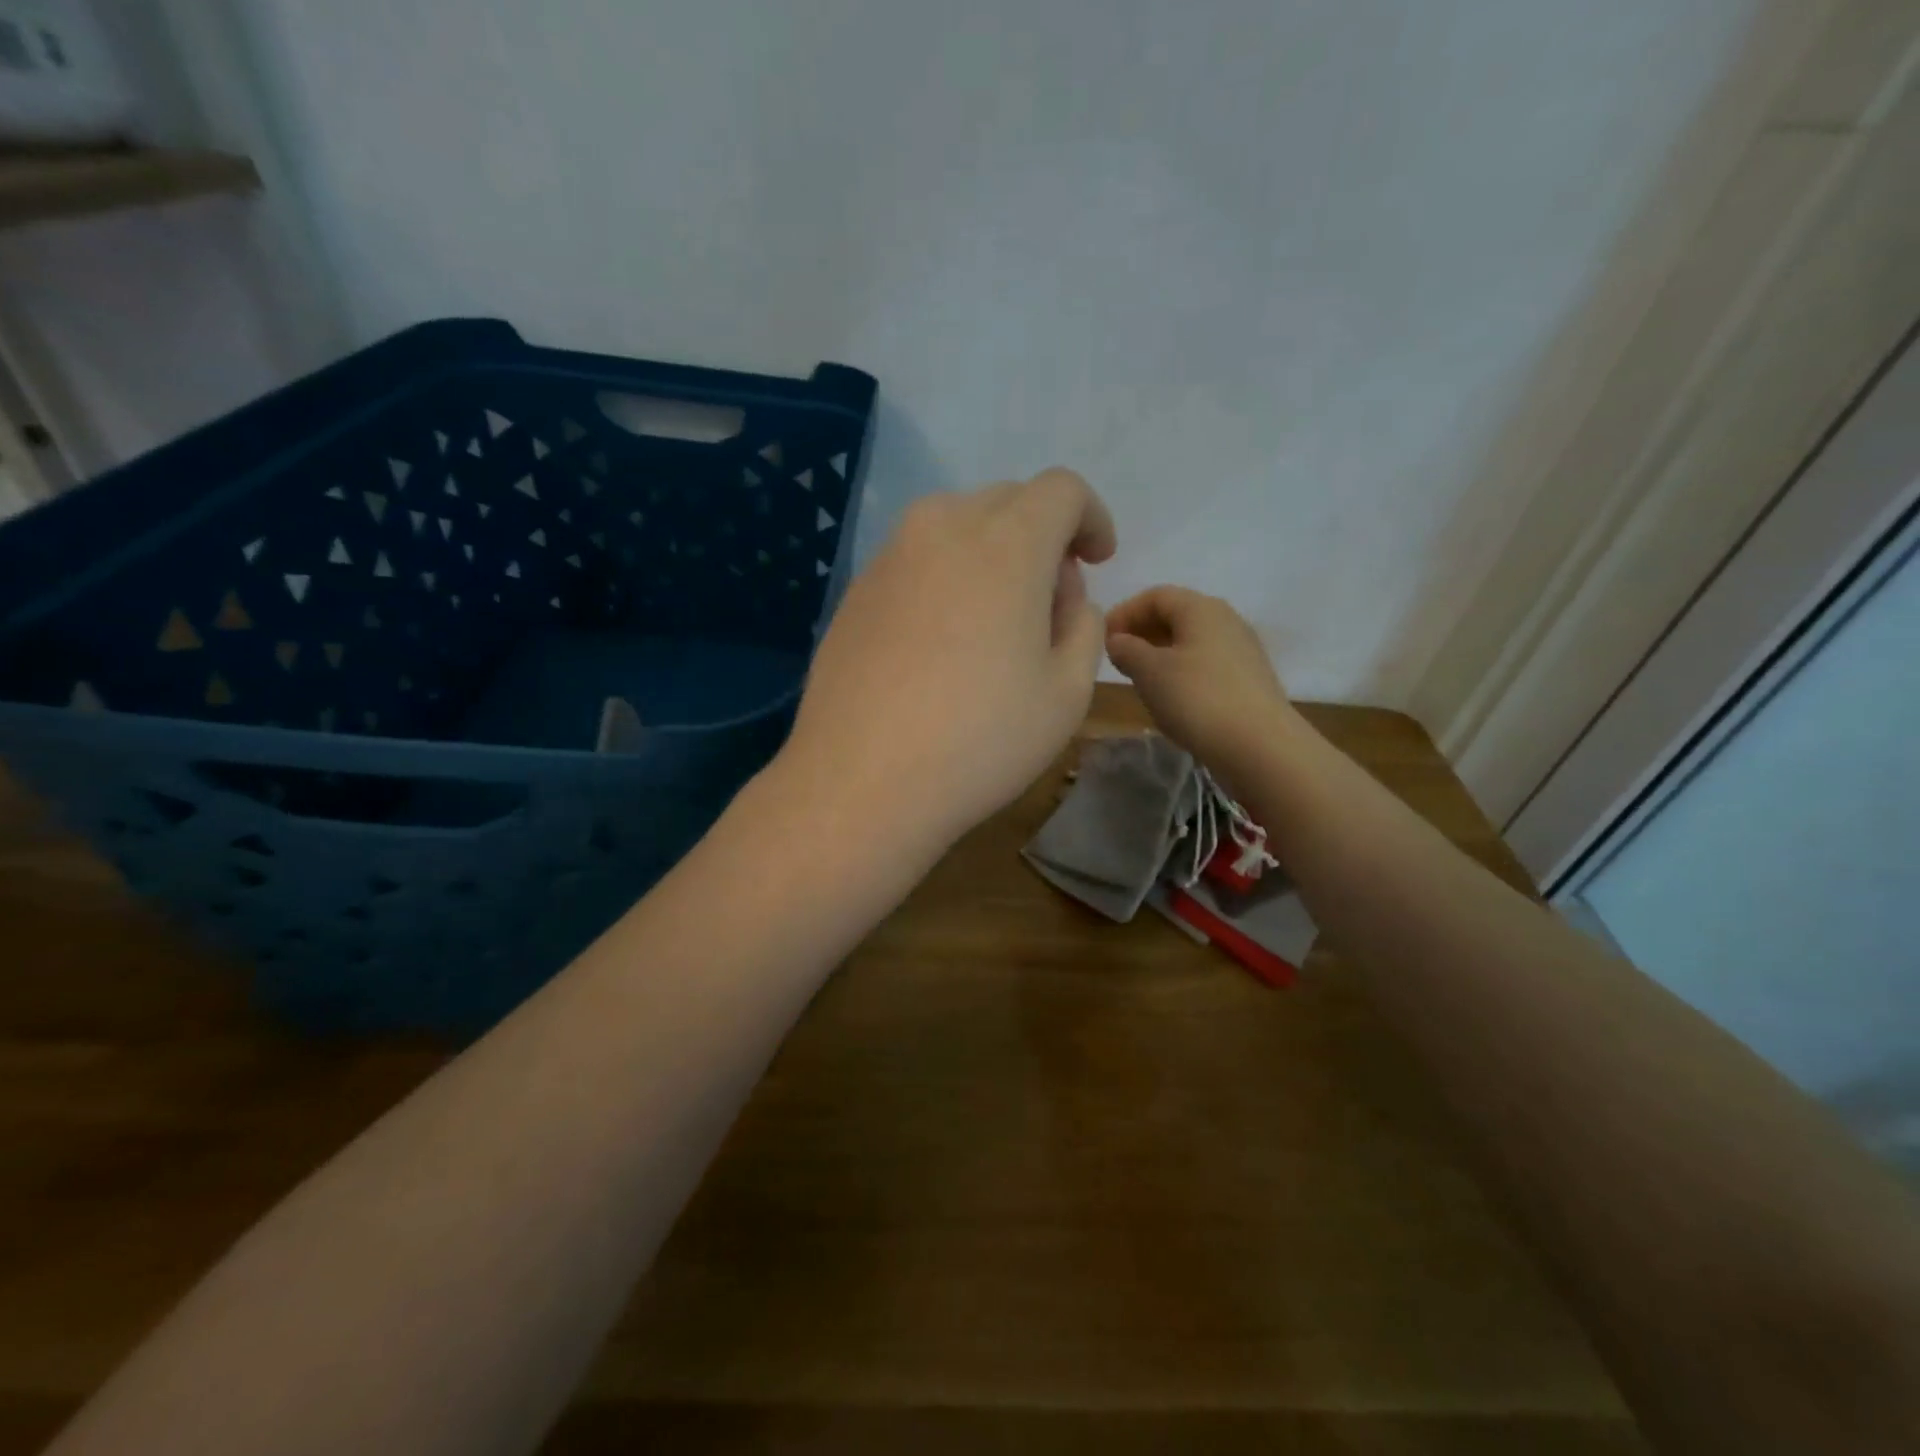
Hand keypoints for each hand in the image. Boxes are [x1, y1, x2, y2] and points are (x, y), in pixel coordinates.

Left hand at [781, 469, 1116, 853]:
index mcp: (1006, 543)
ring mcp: (889, 557)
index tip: (1096, 560)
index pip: (1061, 490)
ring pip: (956, 527)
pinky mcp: (855, 591)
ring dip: (991, 554)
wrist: (861, 782)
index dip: (1090, 518)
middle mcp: (941, 529)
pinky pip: (916, 561)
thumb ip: (1083, 626)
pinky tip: (941, 643)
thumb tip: (1064, 597)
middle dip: (1042, 536)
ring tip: (995, 624)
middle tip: (1049, 603)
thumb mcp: (1067, 693)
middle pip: (1007, 502)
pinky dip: (945, 578)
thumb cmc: (980, 740)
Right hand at [1105, 586, 1304, 775]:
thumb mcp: (1149, 672)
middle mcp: (1226, 620)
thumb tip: (1118, 640)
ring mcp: (1242, 649)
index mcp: (1201, 608)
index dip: (1124, 612)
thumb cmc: (1197, 699)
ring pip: (1191, 640)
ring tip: (1140, 679)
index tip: (1102, 639)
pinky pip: (1206, 662)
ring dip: (1160, 653)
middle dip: (1142, 632)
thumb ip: (1127, 649)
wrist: (1259, 746)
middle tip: (1117, 659)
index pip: (1155, 596)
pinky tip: (1171, 697)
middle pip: (1176, 615)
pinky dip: (1181, 670)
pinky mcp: (1249, 678)